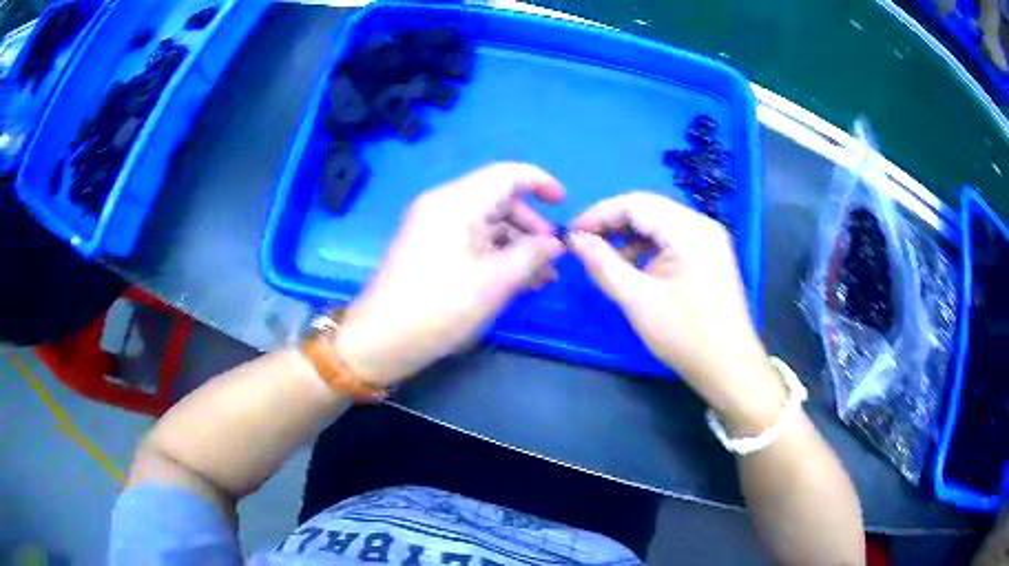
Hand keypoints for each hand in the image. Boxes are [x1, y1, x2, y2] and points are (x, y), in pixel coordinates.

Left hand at [335, 163, 565, 385]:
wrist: (381, 341)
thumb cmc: (438, 308)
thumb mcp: (494, 282)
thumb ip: (531, 255)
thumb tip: (556, 243)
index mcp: (455, 202)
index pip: (506, 174)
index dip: (540, 183)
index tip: (564, 204)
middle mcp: (442, 206)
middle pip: (497, 199)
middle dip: (531, 223)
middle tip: (553, 255)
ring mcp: (433, 227)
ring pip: (486, 223)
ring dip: (516, 244)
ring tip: (542, 276)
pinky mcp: (429, 249)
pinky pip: (471, 240)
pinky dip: (495, 254)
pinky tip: (516, 279)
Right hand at [567, 192, 784, 430]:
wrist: (728, 366)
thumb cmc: (685, 335)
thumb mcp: (638, 300)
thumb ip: (603, 264)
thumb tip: (574, 239)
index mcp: (688, 230)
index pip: (635, 203)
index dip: (599, 214)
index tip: (571, 234)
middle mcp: (701, 224)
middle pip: (648, 208)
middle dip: (613, 224)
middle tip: (584, 245)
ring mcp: (709, 239)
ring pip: (659, 222)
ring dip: (630, 236)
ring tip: (607, 260)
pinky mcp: (710, 254)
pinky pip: (672, 238)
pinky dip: (648, 247)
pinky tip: (635, 268)